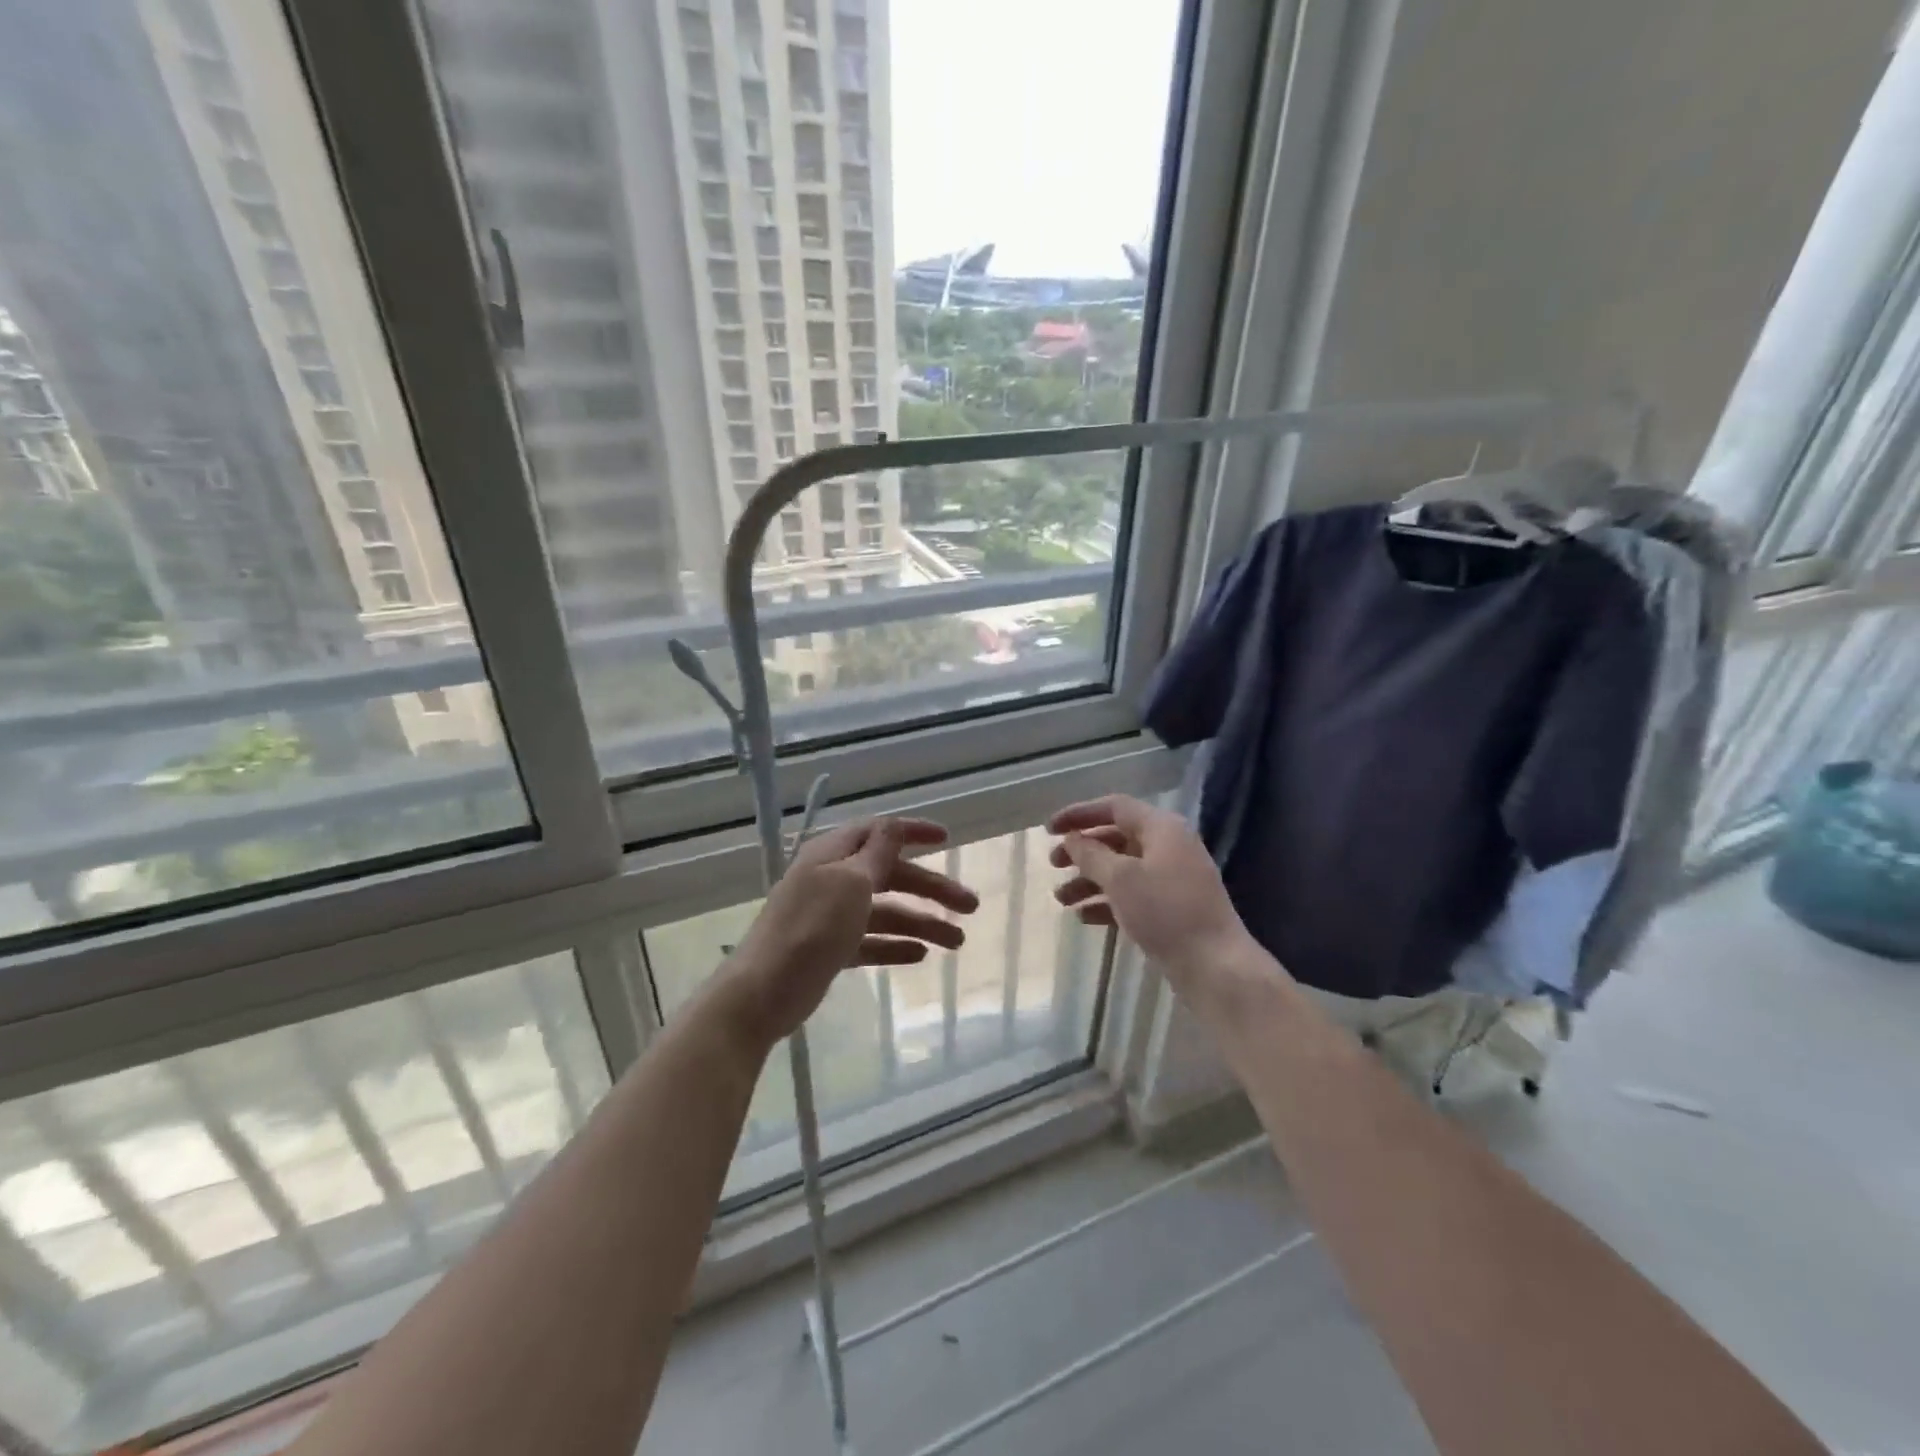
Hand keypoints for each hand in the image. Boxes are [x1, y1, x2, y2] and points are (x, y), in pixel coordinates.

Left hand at [724, 816, 978, 1047]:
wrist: (762, 993)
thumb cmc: (810, 929)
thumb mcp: (850, 882)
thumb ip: (876, 853)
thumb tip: (892, 826)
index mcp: (833, 854)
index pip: (879, 832)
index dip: (913, 832)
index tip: (948, 839)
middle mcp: (833, 879)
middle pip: (891, 875)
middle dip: (931, 888)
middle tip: (971, 906)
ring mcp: (831, 916)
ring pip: (886, 912)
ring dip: (922, 922)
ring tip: (958, 942)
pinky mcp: (831, 949)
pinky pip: (872, 941)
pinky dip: (896, 945)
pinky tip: (921, 955)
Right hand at [1049, 795, 1255, 988]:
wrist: (1216, 967)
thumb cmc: (1166, 912)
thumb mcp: (1121, 878)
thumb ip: (1091, 854)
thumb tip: (1073, 839)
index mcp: (1162, 829)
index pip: (1114, 807)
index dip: (1079, 814)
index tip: (1050, 829)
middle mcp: (1169, 847)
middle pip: (1116, 838)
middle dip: (1082, 851)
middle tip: (1053, 864)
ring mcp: (1172, 879)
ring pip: (1122, 870)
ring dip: (1089, 880)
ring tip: (1061, 899)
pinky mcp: (1172, 908)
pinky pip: (1132, 895)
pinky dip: (1107, 902)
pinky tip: (1083, 918)